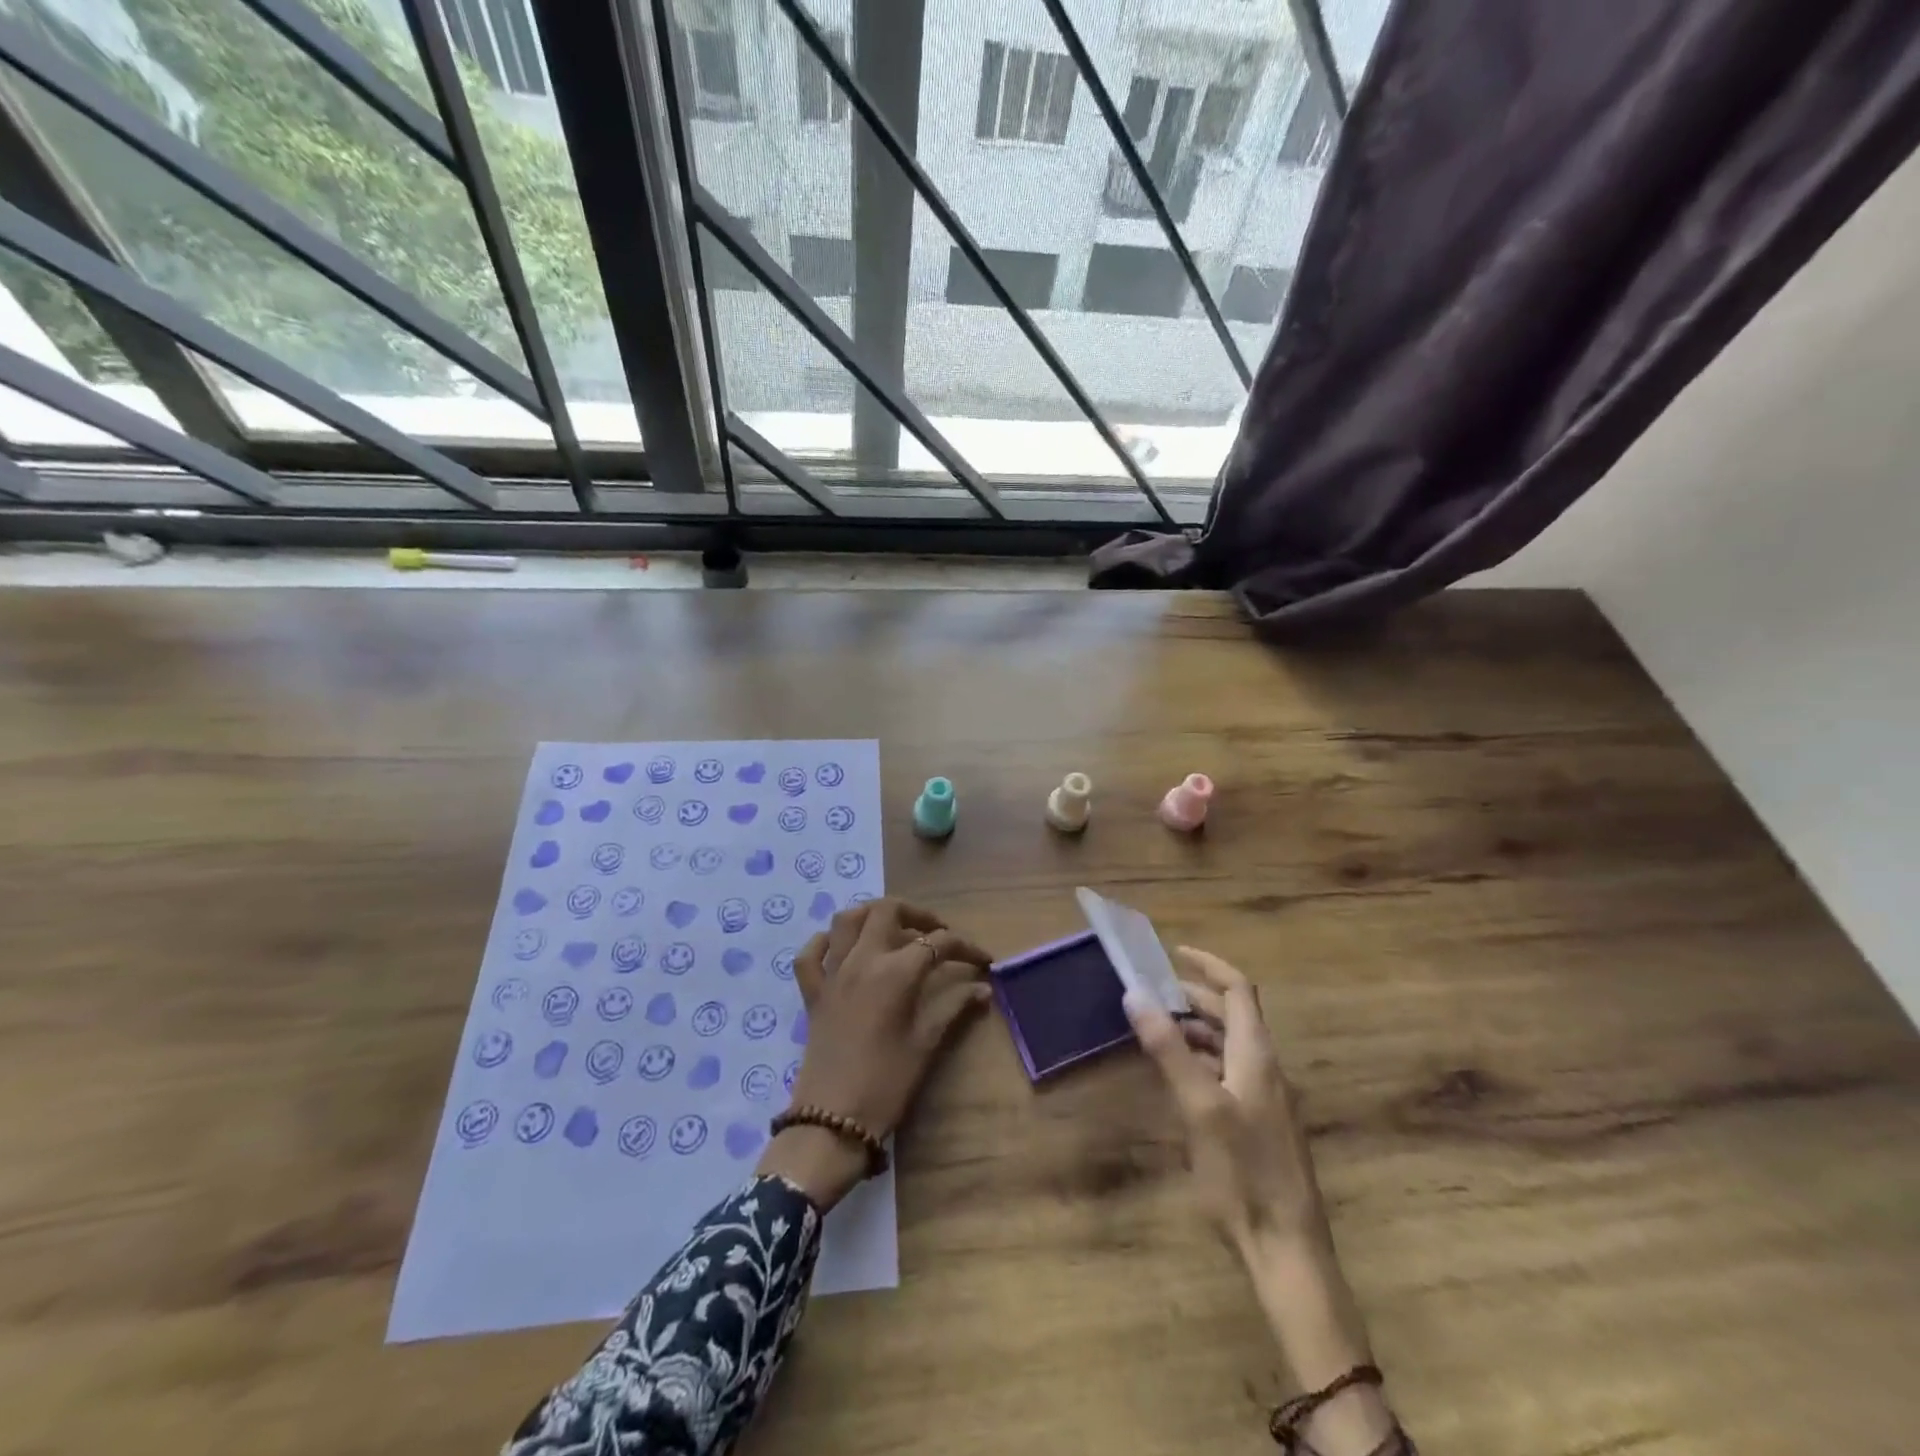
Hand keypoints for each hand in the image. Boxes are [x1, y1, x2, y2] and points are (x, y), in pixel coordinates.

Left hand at [758, 899, 991, 1207]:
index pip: (937, 942)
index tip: (982, 960)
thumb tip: (983, 989)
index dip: (965, 947)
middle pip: (888, 910)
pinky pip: (810, 954)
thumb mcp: (926, 1044)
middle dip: (918, 914)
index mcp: (896, 972)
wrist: (832, 1120)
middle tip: (936, 935)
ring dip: (872, 915)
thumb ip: (954, 1008)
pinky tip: (842, 950)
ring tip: (894, 931)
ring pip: (847, 919)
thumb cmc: (886, 1083)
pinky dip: (825, 942)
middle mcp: (862, 960)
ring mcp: (832, 973)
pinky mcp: (812, 992)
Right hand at [1128, 947, 1391, 1450]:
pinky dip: (1201, 1058)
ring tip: (1156, 1027)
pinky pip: (1227, 1072)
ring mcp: (1265, 1098)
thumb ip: (1168, 1049)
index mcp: (1256, 1056)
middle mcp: (1265, 1068)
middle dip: (1194, 996)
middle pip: (1233, 1015)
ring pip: (1229, 1044)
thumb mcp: (1199, 1107)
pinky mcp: (1258, 1124)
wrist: (1286, 1250)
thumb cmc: (1243, 1174)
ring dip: (1195, 1028)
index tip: (1174, 952)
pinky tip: (1176, 1075)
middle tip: (1152, 992)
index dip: (1209, 965)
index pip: (1238, 990)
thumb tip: (1136, 994)